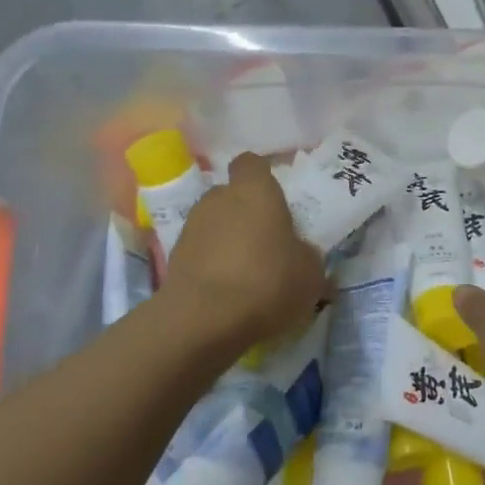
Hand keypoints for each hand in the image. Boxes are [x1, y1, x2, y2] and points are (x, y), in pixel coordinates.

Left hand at [160, 153, 327, 350]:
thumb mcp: (310, 273)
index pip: (252, 163)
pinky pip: (201, 253)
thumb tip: (302, 254)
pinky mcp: (174, 258)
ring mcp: (191, 227)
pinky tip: (229, 292)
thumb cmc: (267, 282)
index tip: (277, 198)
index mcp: (254, 190)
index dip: (262, 176)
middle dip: (247, 213)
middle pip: (232, 195)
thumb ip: (307, 254)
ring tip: (248, 272)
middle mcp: (218, 198)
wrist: (204, 321)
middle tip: (268, 241)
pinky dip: (213, 265)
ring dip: (228, 240)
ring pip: (215, 224)